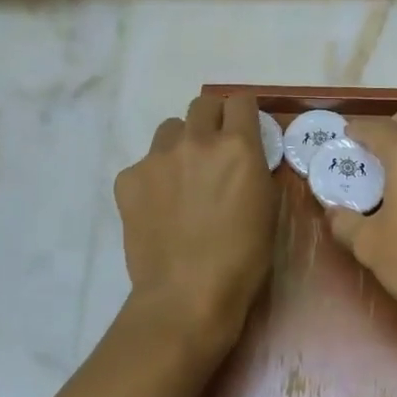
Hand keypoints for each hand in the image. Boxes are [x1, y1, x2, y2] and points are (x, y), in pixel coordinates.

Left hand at [114, 90, 276, 356]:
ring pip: (170, 129)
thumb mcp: (267, 208)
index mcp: (237, 146)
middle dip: (212, 120)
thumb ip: (255, 169)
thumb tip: (244, 157)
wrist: (186, 295)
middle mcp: (196, 141)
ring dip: (181, 143)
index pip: (240, 100)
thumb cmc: (242, 259)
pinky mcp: (128, 179)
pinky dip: (154, 177)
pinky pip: (144, 163)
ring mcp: (157, 158)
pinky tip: (159, 208)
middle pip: (203, 104)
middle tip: (214, 151)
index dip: (243, 113)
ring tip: (183, 178)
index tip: (244, 130)